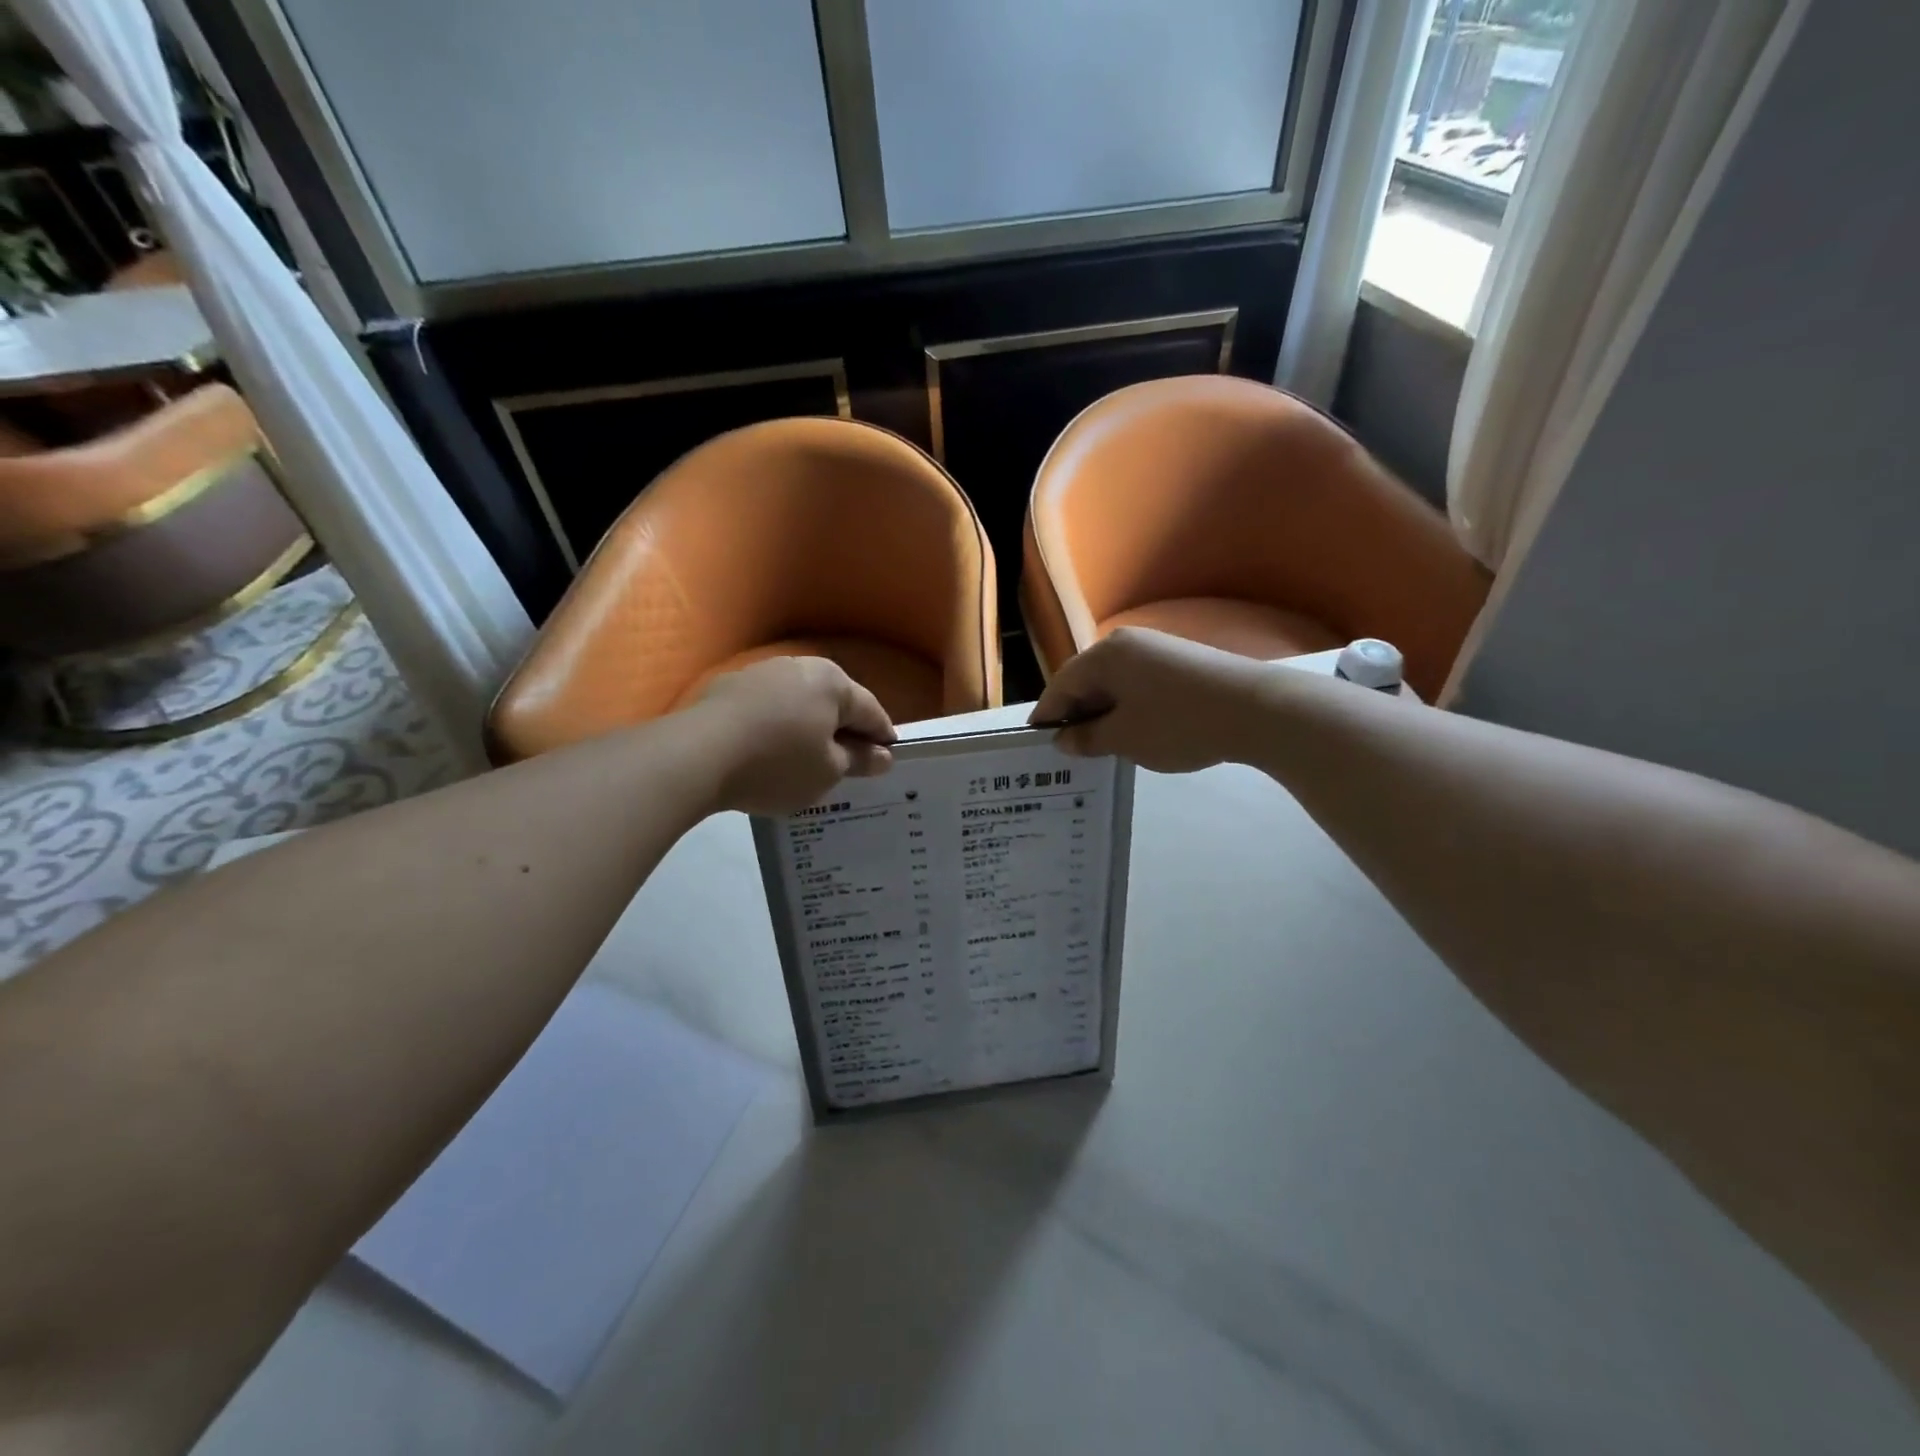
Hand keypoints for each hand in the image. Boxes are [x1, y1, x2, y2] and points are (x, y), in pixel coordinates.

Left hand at [687, 657, 895, 814]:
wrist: (697, 754)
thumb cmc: (777, 763)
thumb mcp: (827, 771)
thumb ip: (858, 760)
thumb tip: (883, 755)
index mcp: (832, 682)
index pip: (871, 711)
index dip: (882, 737)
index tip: (889, 758)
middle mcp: (800, 667)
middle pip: (834, 701)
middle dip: (845, 729)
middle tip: (850, 761)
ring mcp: (761, 673)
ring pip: (800, 702)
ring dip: (810, 726)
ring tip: (809, 758)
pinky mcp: (730, 687)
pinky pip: (769, 708)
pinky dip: (778, 726)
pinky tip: (771, 750)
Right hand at [1029, 627, 1269, 773]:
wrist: (1256, 709)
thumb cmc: (1177, 723)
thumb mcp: (1124, 738)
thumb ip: (1087, 738)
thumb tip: (1064, 739)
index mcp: (1104, 655)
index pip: (1061, 686)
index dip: (1047, 717)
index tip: (1038, 746)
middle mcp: (1126, 643)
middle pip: (1086, 681)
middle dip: (1076, 715)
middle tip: (1071, 751)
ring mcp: (1157, 649)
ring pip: (1114, 684)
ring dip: (1103, 713)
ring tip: (1103, 747)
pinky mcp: (1181, 662)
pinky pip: (1139, 685)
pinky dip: (1129, 708)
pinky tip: (1137, 733)